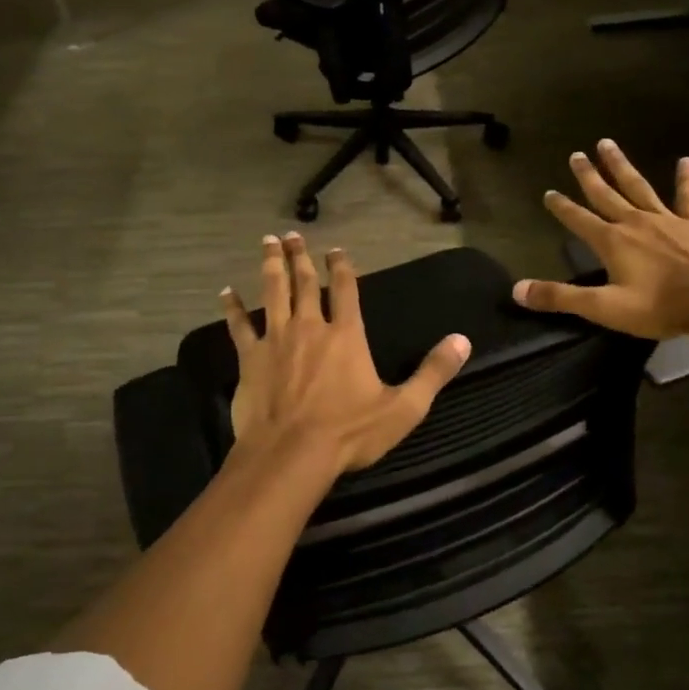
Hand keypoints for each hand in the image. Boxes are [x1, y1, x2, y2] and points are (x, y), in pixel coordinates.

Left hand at [222, 233, 469, 476]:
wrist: (292, 454)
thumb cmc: (349, 433)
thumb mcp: (403, 408)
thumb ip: (433, 372)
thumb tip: (463, 340)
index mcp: (347, 335)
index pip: (347, 290)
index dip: (342, 267)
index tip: (336, 250)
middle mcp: (311, 327)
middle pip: (305, 282)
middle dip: (300, 256)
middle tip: (292, 235)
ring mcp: (277, 339)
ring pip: (273, 292)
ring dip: (272, 266)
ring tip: (267, 242)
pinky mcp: (250, 357)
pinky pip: (239, 326)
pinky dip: (232, 307)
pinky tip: (225, 292)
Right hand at [512, 141, 688, 338]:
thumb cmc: (660, 305)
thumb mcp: (604, 308)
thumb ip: (561, 298)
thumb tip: (517, 290)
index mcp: (612, 242)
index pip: (578, 220)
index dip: (562, 207)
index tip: (549, 193)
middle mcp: (634, 223)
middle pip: (605, 194)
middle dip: (587, 175)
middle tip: (575, 154)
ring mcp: (666, 219)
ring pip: (637, 186)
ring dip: (621, 166)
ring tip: (607, 144)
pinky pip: (687, 196)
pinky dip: (686, 178)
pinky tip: (687, 160)